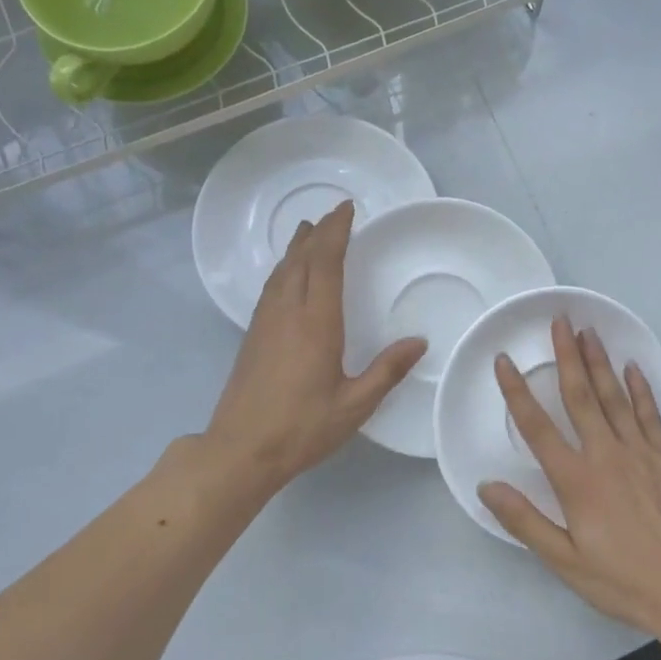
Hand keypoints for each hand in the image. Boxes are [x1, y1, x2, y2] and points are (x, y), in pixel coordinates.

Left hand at [202, 200, 425, 494]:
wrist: (241, 450)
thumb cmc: (302, 428)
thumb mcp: (354, 405)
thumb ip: (387, 370)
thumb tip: (419, 341)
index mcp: (316, 323)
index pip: (326, 264)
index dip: (336, 233)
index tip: (347, 209)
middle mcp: (288, 313)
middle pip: (302, 260)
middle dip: (319, 232)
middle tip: (334, 212)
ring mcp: (265, 323)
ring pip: (282, 271)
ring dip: (297, 247)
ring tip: (308, 229)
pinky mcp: (253, 336)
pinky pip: (271, 287)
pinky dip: (284, 268)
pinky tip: (287, 274)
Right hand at [479, 318, 660, 637]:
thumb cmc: (622, 579)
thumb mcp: (565, 560)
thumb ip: (525, 521)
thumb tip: (487, 486)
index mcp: (575, 479)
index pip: (537, 426)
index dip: (517, 391)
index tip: (504, 360)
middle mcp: (605, 454)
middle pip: (580, 395)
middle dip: (566, 356)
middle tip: (559, 320)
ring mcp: (640, 451)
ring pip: (614, 396)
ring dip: (600, 361)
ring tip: (589, 331)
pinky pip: (650, 413)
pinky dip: (641, 388)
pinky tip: (632, 367)